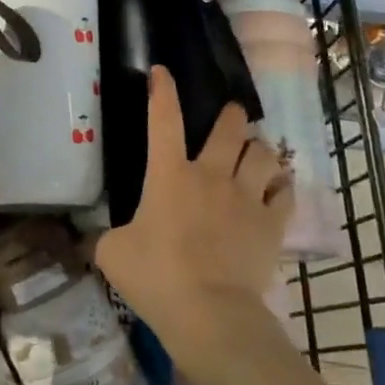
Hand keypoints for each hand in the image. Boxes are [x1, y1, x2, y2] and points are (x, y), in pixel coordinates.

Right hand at [93, 67, 292, 376]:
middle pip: (229, 129)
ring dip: (258, 149)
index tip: (162, 72)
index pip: (164, 119)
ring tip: (256, 152)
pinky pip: (285, 192)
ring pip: (263, 154)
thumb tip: (99, 235)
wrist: (210, 313)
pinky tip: (278, 188)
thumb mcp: (112, 254)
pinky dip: (281, 185)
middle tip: (231, 116)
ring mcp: (246, 197)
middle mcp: (211, 175)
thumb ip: (106, 235)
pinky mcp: (271, 224)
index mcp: (169, 175)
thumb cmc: (156, 277)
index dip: (162, 91)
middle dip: (231, 116)